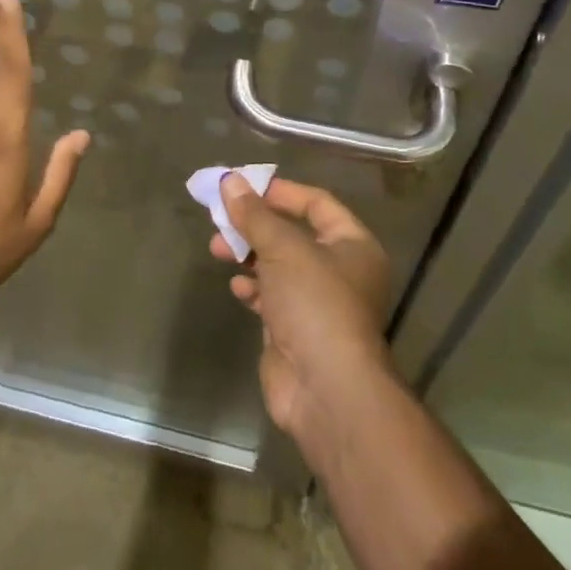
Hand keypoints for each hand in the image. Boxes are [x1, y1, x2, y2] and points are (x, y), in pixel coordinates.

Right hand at [208, 174, 392, 437]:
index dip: (280, 192)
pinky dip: (253, 288)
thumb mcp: (283, 248)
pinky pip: (272, 297)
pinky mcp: (297, 329)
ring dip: (248, 255)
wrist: (325, 388)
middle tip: (221, 219)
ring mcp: (318, 302)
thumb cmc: (314, 304)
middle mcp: (340, 271)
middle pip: (293, 234)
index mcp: (353, 245)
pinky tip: (237, 289)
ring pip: (278, 266)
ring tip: (217, 250)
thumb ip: (254, 214)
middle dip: (255, 225)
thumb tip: (230, 181)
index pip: (316, 203)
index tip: (242, 186)